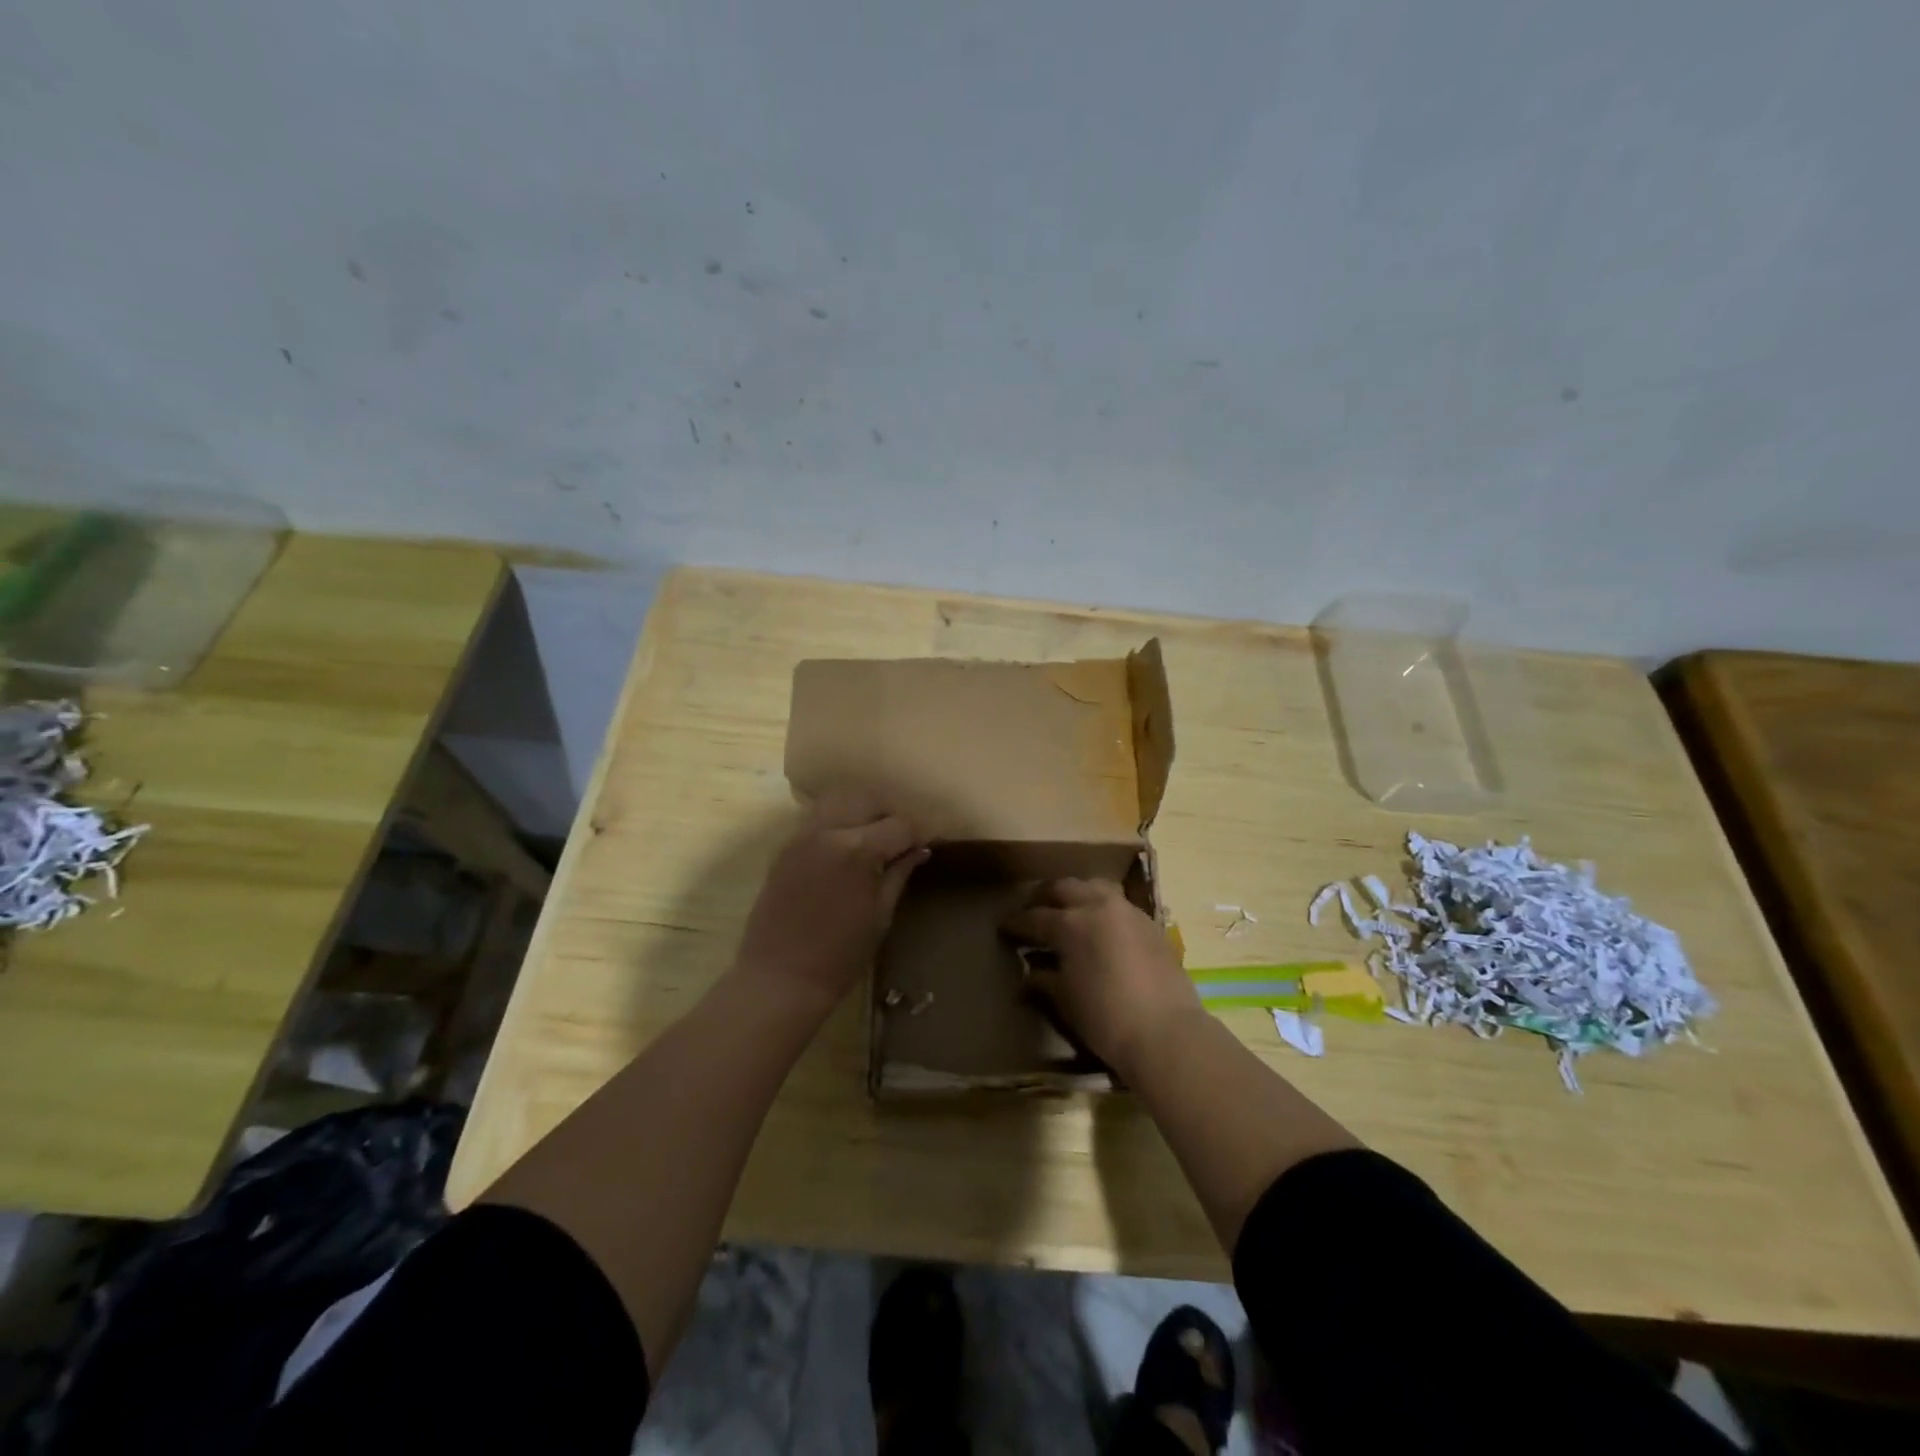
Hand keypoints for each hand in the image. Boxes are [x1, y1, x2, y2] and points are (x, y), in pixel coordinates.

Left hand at [733, 789, 928, 1016]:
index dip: (918, 833)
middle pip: (867, 800)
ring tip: (874, 835)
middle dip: (889, 813)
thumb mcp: (881, 916)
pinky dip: (836, 819)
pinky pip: (816, 817)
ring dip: (861, 810)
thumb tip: (920, 850)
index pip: (899, 825)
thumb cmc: (839, 957)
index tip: (927, 844)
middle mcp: (827, 831)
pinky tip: (846, 844)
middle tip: (901, 838)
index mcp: (857, 850)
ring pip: (838, 800)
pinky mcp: (785, 847)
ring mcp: (801, 835)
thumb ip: (899, 874)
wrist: (779, 978)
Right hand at [1002, 879, 1203, 1076]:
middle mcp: (1098, 906)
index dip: (1016, 923)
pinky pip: (1118, 904)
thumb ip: (1045, 981)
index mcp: (1070, 924)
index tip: (1004, 927)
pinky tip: (1100, 926)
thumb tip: (1029, 975)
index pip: (1034, 918)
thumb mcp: (1066, 1001)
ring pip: (1095, 887)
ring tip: (1067, 910)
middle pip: (1064, 888)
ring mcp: (1128, 912)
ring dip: (1077, 894)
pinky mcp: (1150, 924)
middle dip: (1045, 897)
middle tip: (1033, 910)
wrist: (1166, 1032)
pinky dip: (1102, 908)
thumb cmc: (1106, 1019)